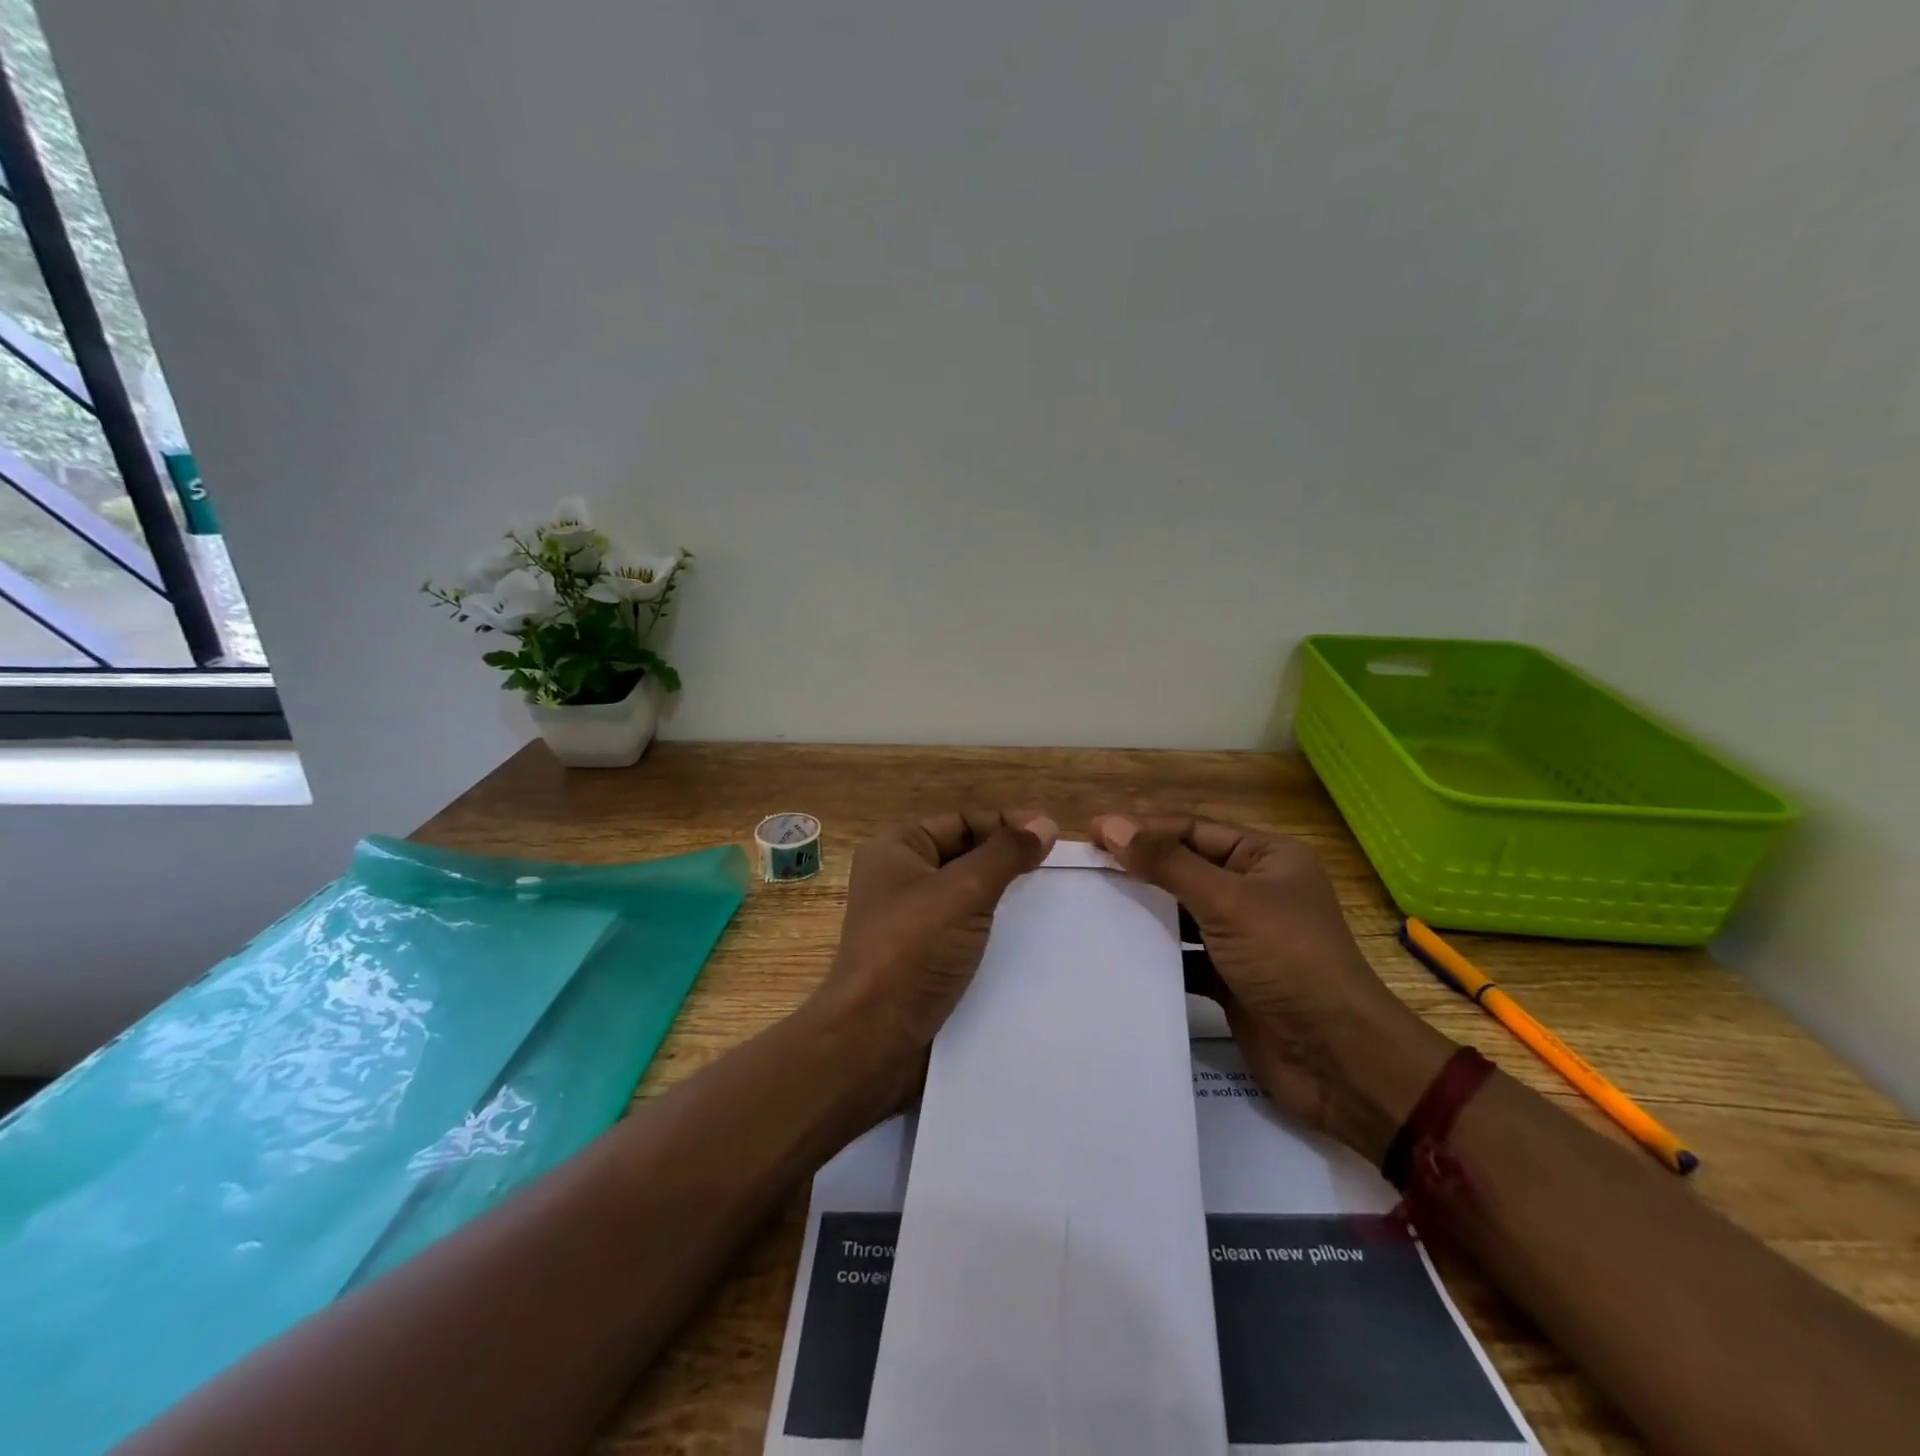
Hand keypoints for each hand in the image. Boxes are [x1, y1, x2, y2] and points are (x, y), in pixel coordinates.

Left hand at [814, 809, 1057, 1102]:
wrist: (874, 1038)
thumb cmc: (912, 949)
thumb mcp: (963, 891)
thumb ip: (1005, 854)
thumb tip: (1044, 824)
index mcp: (896, 849)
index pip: (961, 822)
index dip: (1005, 824)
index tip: (1052, 834)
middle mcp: (899, 879)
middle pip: (964, 855)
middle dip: (1008, 859)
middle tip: (1057, 868)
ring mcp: (909, 922)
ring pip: (967, 896)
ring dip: (1004, 896)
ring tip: (1051, 900)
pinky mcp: (922, 958)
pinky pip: (964, 930)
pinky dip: (993, 929)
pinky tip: (1028, 937)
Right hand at [1091, 814, 1451, 1161]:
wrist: (1338, 1060)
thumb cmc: (1287, 961)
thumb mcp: (1227, 902)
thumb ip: (1167, 863)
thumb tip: (1108, 825)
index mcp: (1266, 858)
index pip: (1192, 830)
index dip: (1142, 829)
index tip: (1089, 834)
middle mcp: (1255, 890)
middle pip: (1184, 868)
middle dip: (1138, 869)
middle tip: (1083, 870)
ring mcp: (1243, 937)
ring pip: (1181, 913)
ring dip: (1143, 912)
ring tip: (1090, 907)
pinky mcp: (1231, 978)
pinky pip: (1184, 955)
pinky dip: (1156, 954)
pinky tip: (1116, 953)